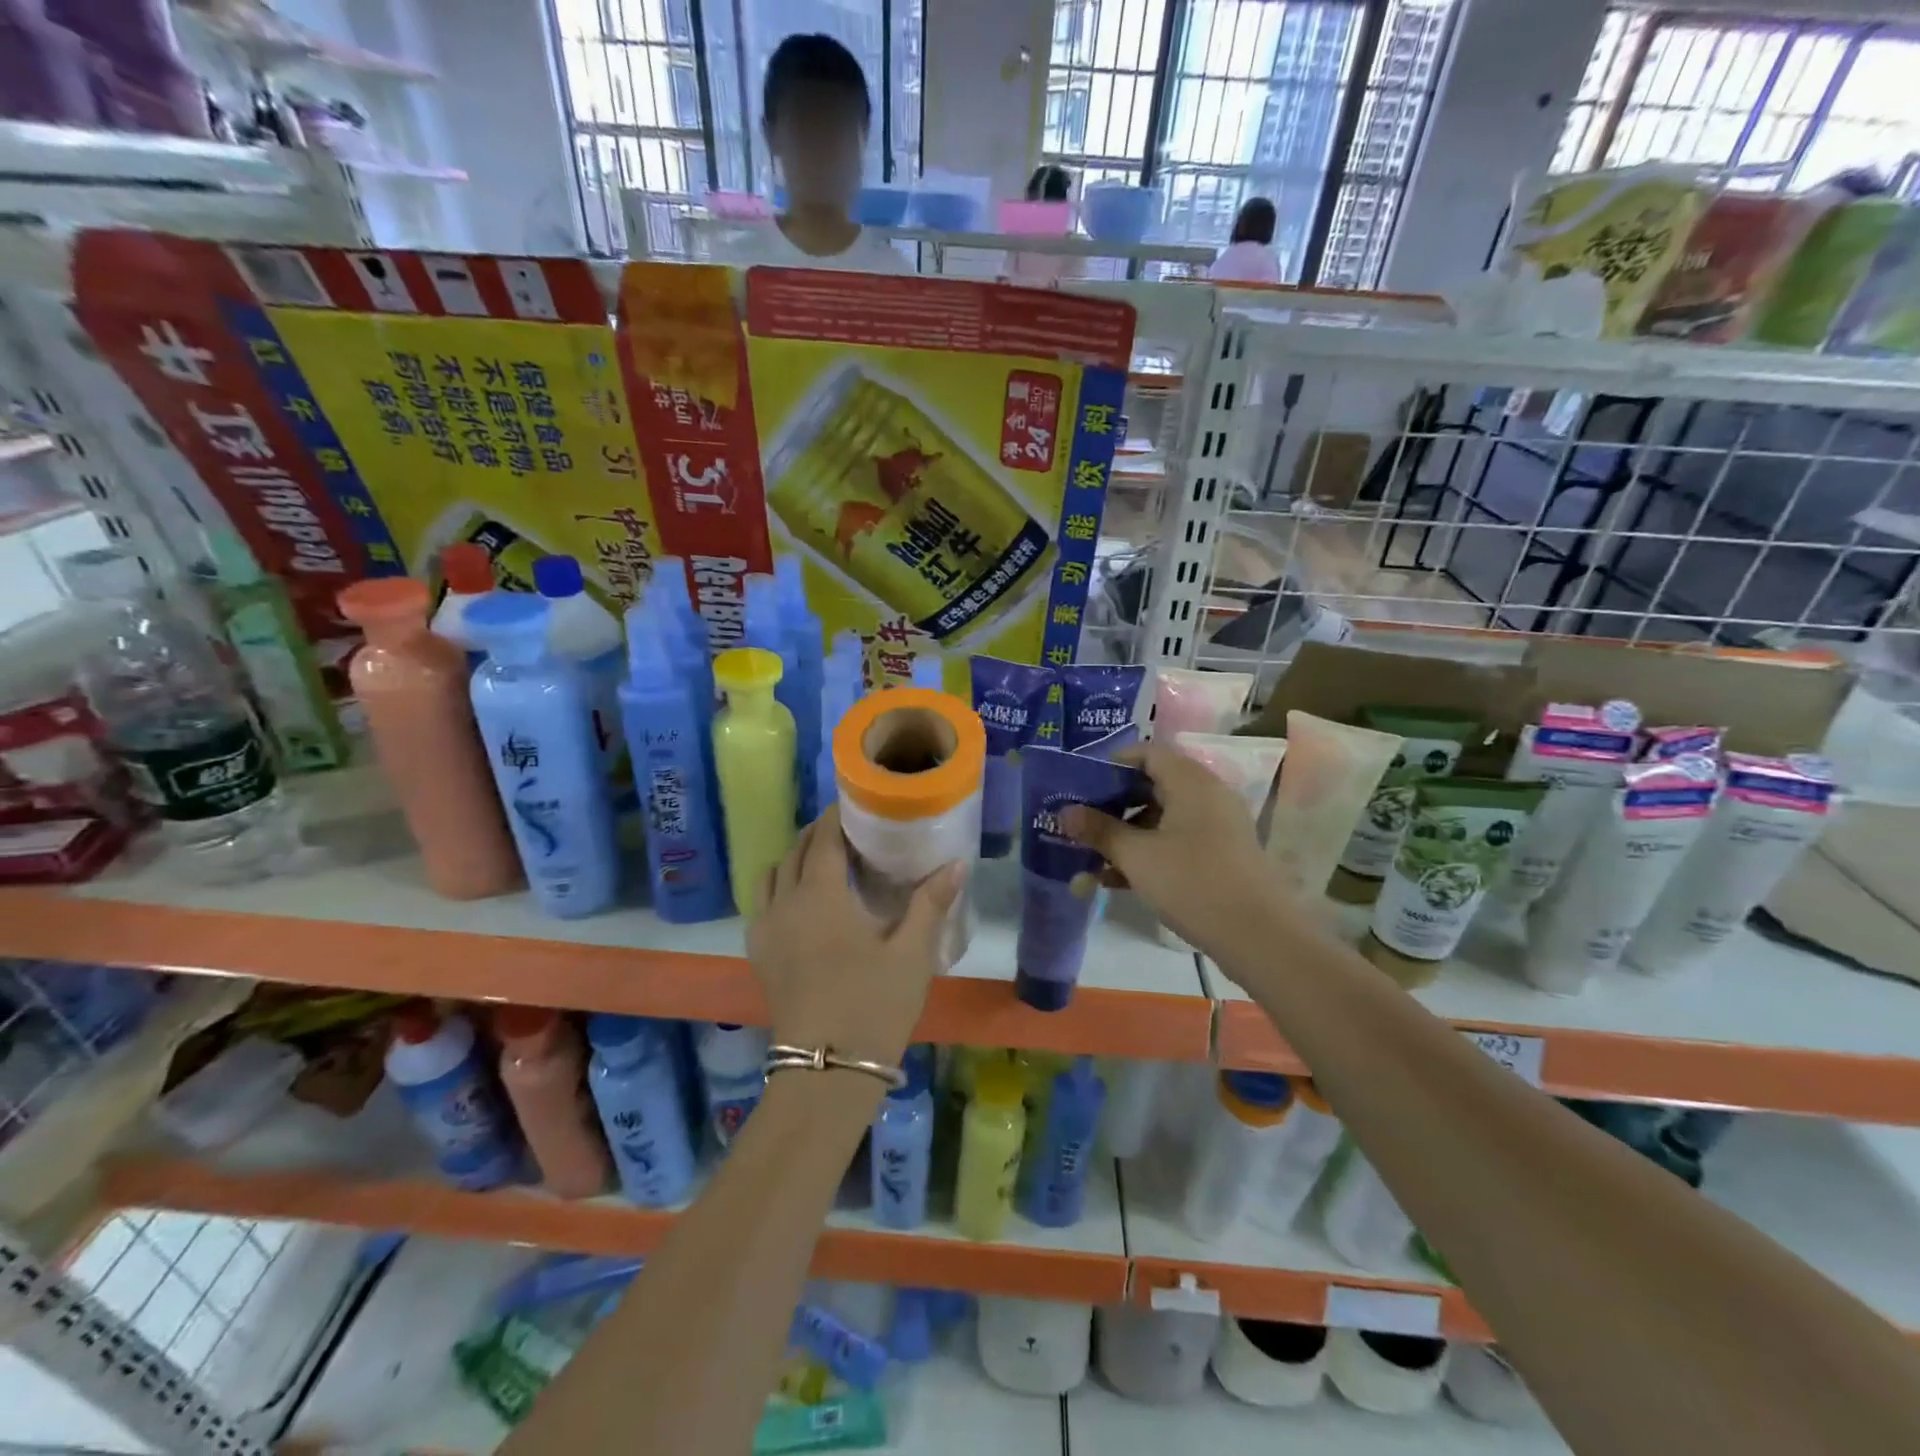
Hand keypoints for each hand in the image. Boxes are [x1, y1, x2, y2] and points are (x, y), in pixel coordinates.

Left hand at [746, 804, 964, 1066]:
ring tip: (823, 863)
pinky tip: (802, 905)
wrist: (827, 1071)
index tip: (856, 804)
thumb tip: (957, 863)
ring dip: (794, 859)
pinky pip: (762, 904)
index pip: (822, 838)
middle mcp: (785, 903)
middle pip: (793, 851)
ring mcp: (766, 930)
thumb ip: (931, 903)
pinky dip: (778, 888)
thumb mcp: (912, 953)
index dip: (836, 816)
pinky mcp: (759, 956)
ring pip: (771, 876)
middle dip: (816, 834)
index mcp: (820, 895)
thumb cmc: (873, 1005)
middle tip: (848, 832)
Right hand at [1062, 742, 1279, 950]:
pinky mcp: (1220, 856)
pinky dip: (1147, 854)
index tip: (1081, 785)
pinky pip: (1176, 842)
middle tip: (1080, 823)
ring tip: (1090, 859)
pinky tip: (1116, 880)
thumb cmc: (1193, 883)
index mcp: (1190, 782)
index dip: (1111, 765)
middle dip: (1112, 806)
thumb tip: (1064, 811)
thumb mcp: (1137, 856)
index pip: (1147, 753)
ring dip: (1125, 836)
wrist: (1260, 938)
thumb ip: (1099, 830)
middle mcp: (1207, 796)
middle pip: (1152, 786)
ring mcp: (1216, 827)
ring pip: (1161, 819)